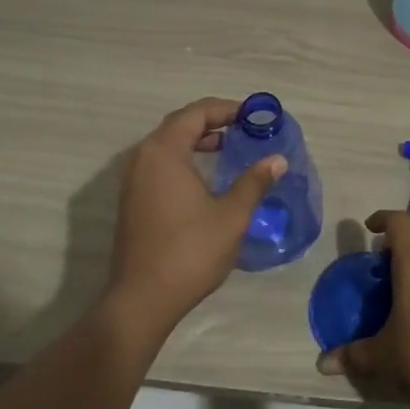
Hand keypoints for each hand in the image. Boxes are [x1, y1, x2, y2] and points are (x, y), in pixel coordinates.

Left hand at [106, 98, 286, 338]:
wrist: (143, 299)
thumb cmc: (190, 251)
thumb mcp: (232, 215)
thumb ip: (254, 182)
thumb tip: (277, 160)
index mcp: (164, 151)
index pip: (196, 113)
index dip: (227, 109)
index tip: (254, 116)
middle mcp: (143, 157)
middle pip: (179, 124)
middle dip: (212, 121)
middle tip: (244, 128)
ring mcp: (133, 179)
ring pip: (167, 144)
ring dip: (197, 140)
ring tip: (228, 148)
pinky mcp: (132, 199)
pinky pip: (159, 163)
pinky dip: (183, 158)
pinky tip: (205, 177)